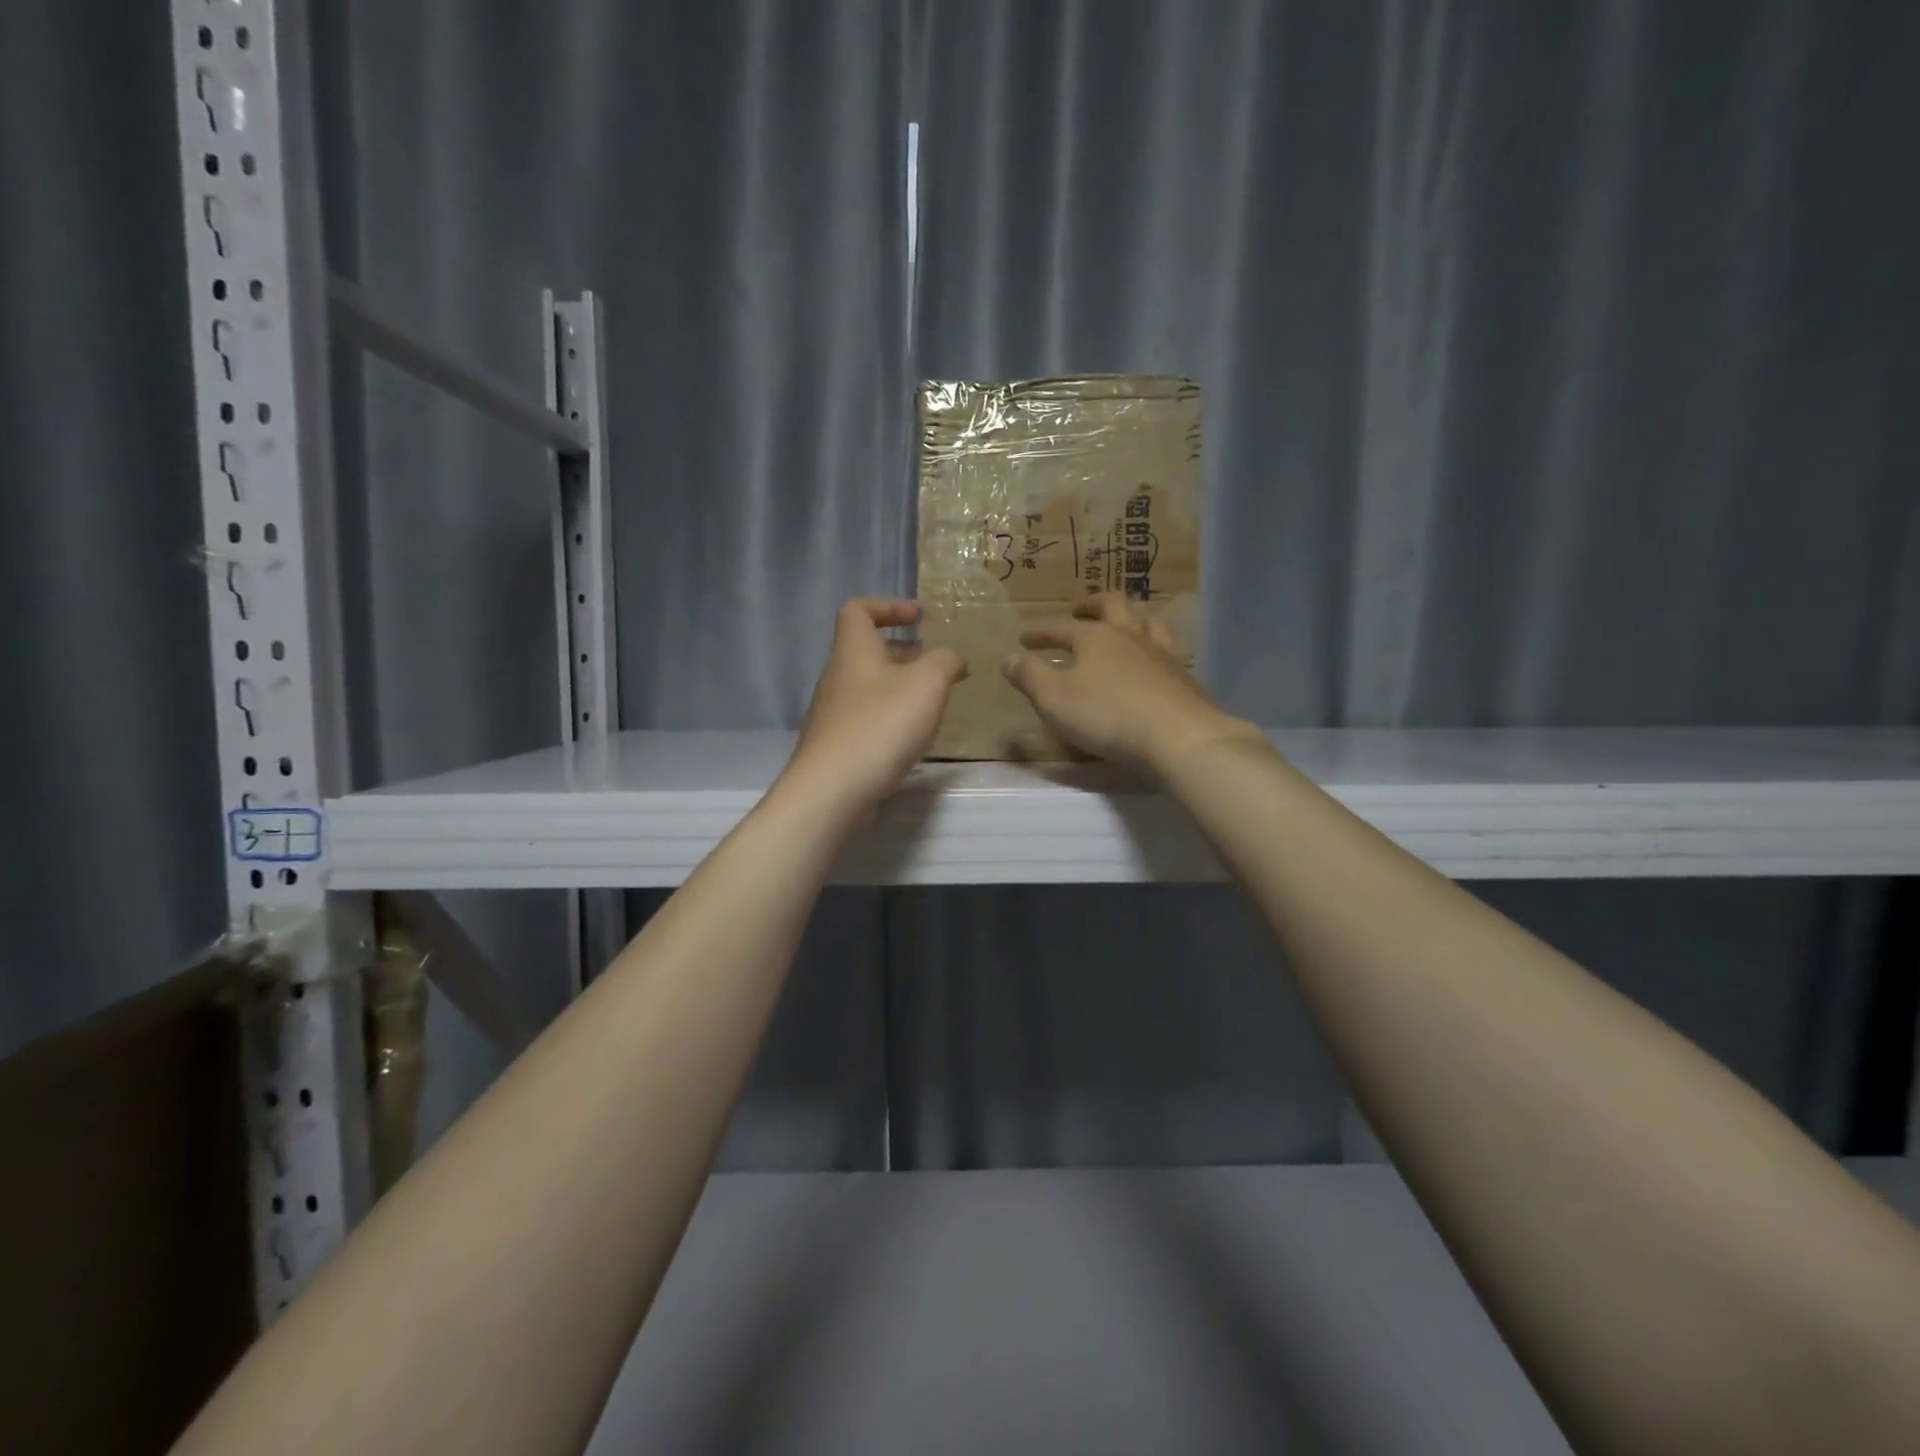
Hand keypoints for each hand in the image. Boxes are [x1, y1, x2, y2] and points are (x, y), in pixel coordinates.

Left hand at [783, 598, 967, 812]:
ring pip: (868, 686)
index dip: (888, 605)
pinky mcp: (836, 746)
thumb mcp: (927, 683)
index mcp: (853, 651)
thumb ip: (945, 662)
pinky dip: (890, 717)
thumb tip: (953, 659)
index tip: (919, 616)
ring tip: (931, 703)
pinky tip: (911, 738)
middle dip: (903, 652)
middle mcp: (837, 677)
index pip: (858, 609)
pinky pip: (866, 718)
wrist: (831, 790)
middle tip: (935, 665)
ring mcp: (833, 714)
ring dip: (899, 687)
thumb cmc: (880, 725)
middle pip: (866, 651)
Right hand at [1001, 593, 1258, 776]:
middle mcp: (1129, 635)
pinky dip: (1152, 646)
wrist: (1178, 736)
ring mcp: (1161, 653)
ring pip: (1147, 620)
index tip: (1024, 639)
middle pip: (1113, 605)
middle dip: (1093, 605)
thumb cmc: (1107, 715)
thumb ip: (1029, 676)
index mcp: (1094, 637)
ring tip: (1122, 624)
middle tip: (1081, 610)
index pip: (1061, 629)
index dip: (1040, 633)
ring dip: (1131, 617)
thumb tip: (1009, 657)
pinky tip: (1151, 661)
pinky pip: (1166, 648)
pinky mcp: (1183, 676)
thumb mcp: (1054, 699)